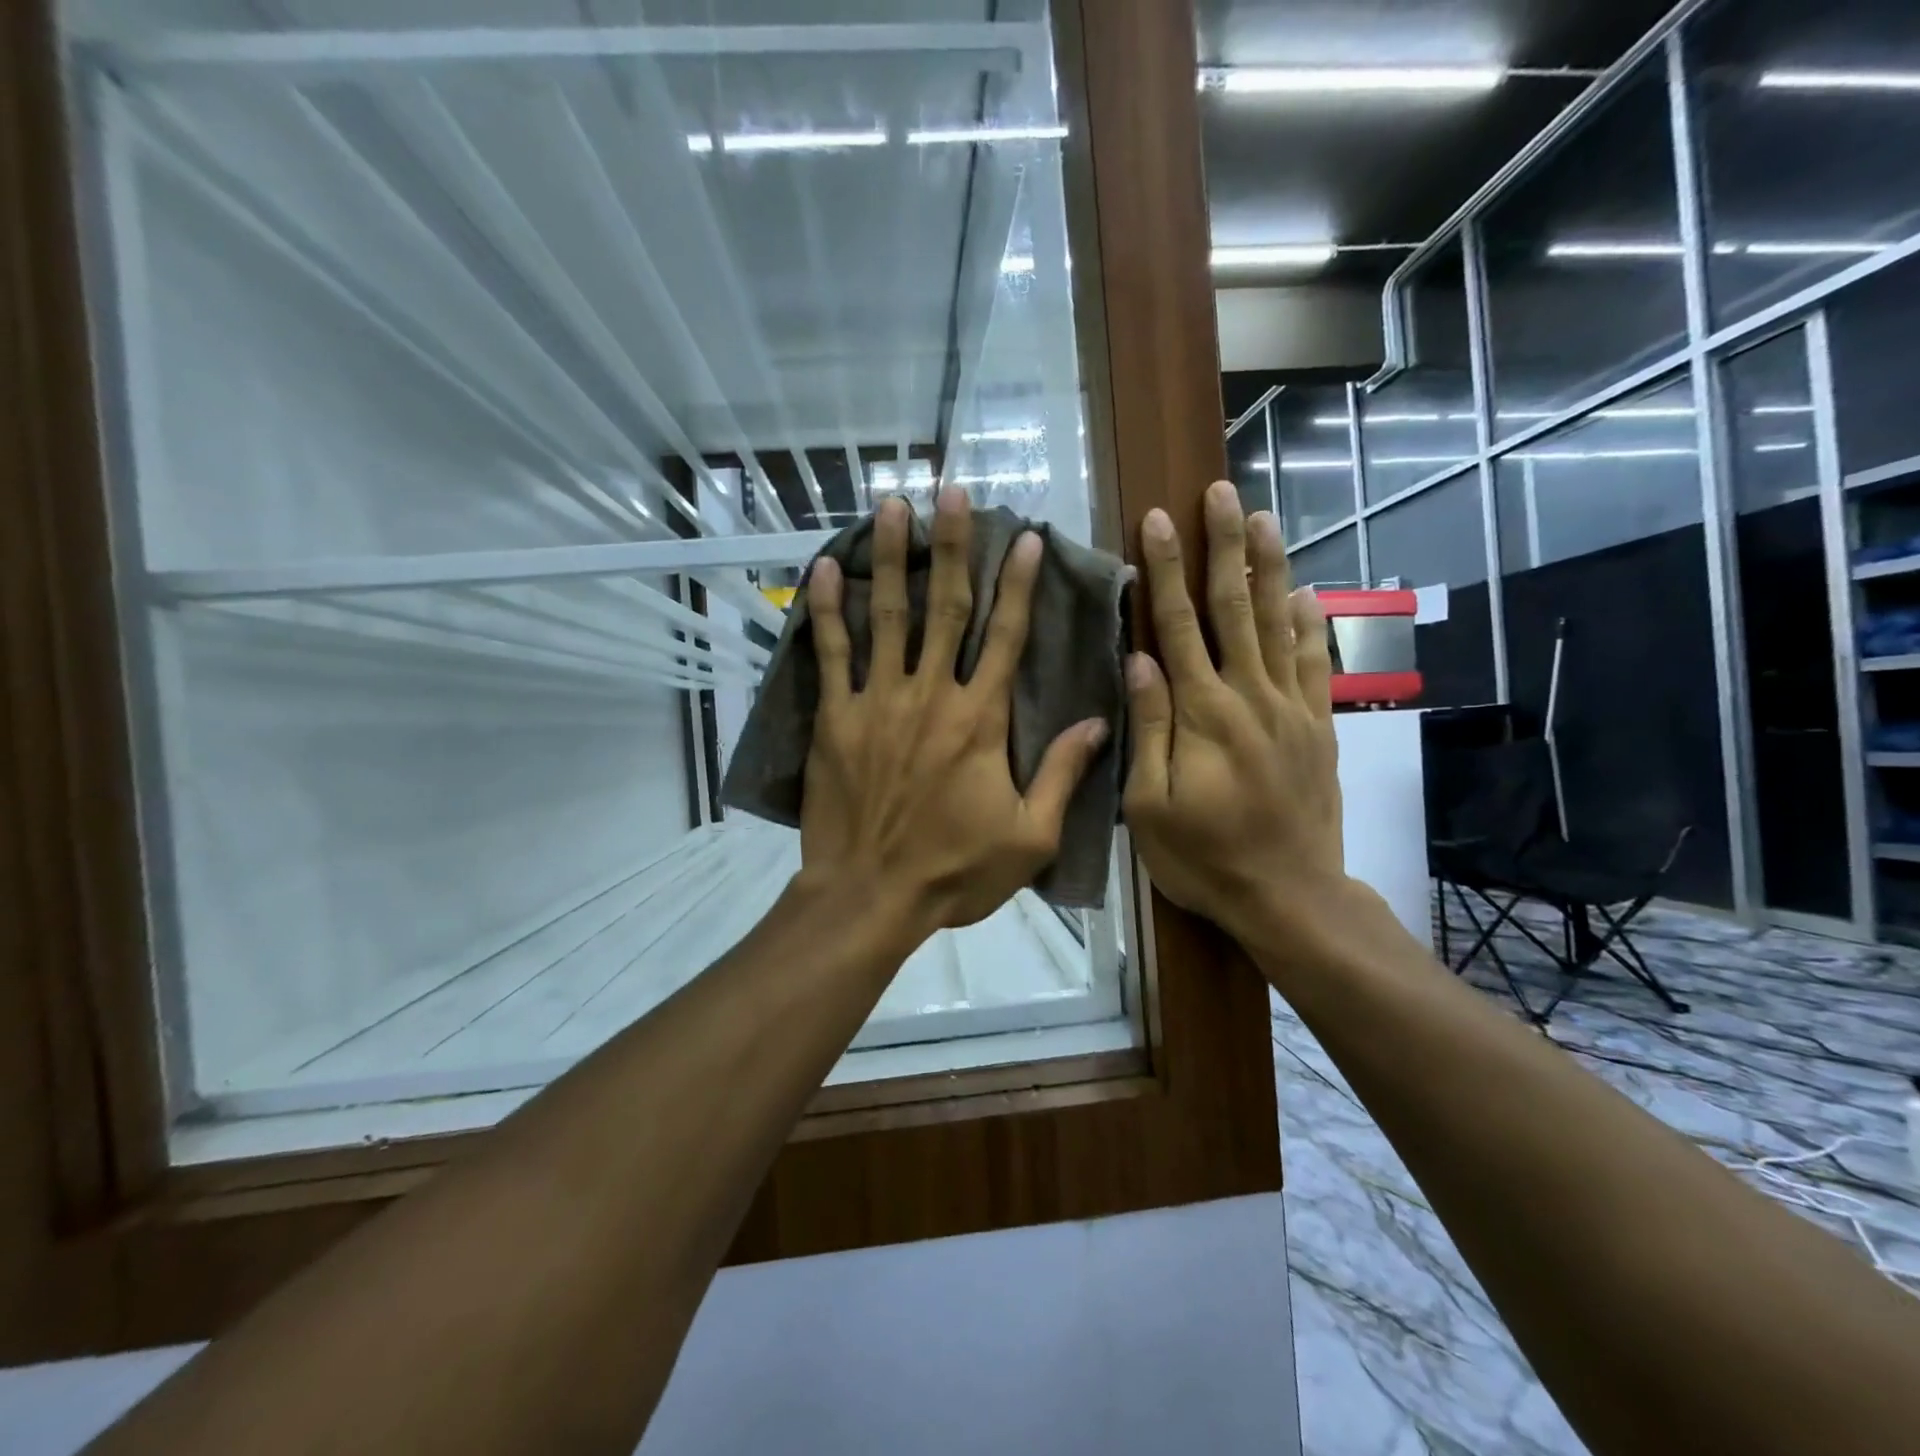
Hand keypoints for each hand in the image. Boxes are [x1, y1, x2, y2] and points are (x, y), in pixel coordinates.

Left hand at [799, 490, 1108, 934]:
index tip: (1025, 539)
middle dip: (952, 545)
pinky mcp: (835, 718)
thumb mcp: (1030, 837)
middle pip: (946, 607)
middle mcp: (931, 695)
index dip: (1019, 584)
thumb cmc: (955, 871)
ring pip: (888, 616)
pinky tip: (825, 568)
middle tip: (951, 491)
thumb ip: (1063, 774)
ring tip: (892, 505)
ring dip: (892, 557)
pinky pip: (831, 653)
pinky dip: (828, 609)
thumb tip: (1100, 720)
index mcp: (981, 720)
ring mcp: (878, 701)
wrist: (871, 896)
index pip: (1007, 637)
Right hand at [1122, 482, 1345, 948]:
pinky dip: (1309, 624)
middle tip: (1220, 492)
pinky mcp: (1317, 727)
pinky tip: (1304, 592)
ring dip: (1269, 568)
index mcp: (1203, 713)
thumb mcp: (1151, 805)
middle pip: (1233, 608)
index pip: (1177, 625)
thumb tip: (1140, 661)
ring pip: (1278, 624)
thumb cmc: (1204, 858)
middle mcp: (1250, 696)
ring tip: (1263, 518)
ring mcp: (1291, 708)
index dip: (1165, 571)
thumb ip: (1149, 728)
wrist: (1289, 896)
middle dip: (1223, 547)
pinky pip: (1314, 663)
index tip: (1157, 521)